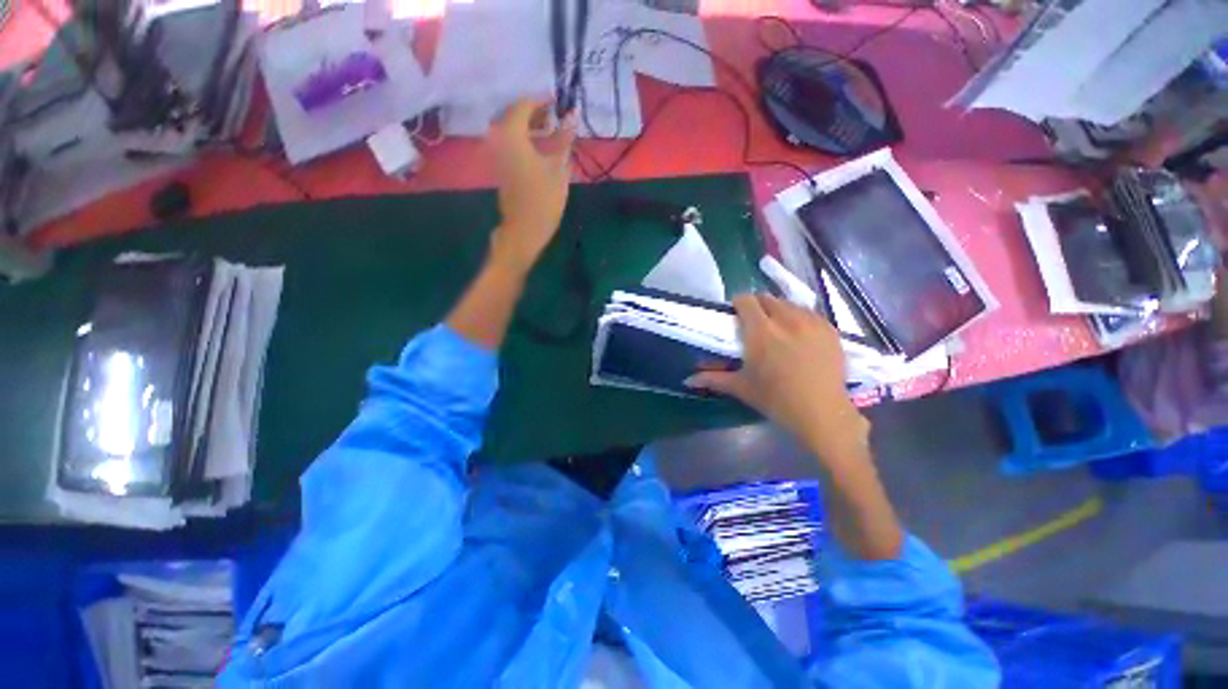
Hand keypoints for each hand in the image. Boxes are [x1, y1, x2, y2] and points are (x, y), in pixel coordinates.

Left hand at [487, 100, 576, 274]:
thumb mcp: (558, 166)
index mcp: (511, 133)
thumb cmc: (544, 198)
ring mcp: (495, 152)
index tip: (560, 103)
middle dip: (536, 113)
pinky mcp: (498, 165)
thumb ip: (564, 138)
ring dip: (530, 127)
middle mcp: (498, 137)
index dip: (543, 101)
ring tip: (551, 133)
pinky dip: (524, 139)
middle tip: (557, 118)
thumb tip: (573, 114)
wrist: (524, 229)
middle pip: (515, 114)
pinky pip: (510, 142)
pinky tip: (540, 148)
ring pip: (511, 128)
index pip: (524, 104)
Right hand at [686, 294, 869, 462]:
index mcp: (760, 331)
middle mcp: (786, 319)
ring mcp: (811, 322)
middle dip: (757, 306)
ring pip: (789, 303)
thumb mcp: (742, 387)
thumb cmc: (776, 400)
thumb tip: (687, 380)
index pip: (745, 300)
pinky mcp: (830, 329)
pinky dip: (800, 318)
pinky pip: (809, 313)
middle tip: (755, 325)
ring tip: (778, 330)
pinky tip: (800, 337)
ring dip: (779, 311)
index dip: (738, 304)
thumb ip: (713, 379)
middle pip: (767, 298)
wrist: (822, 413)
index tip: (736, 317)